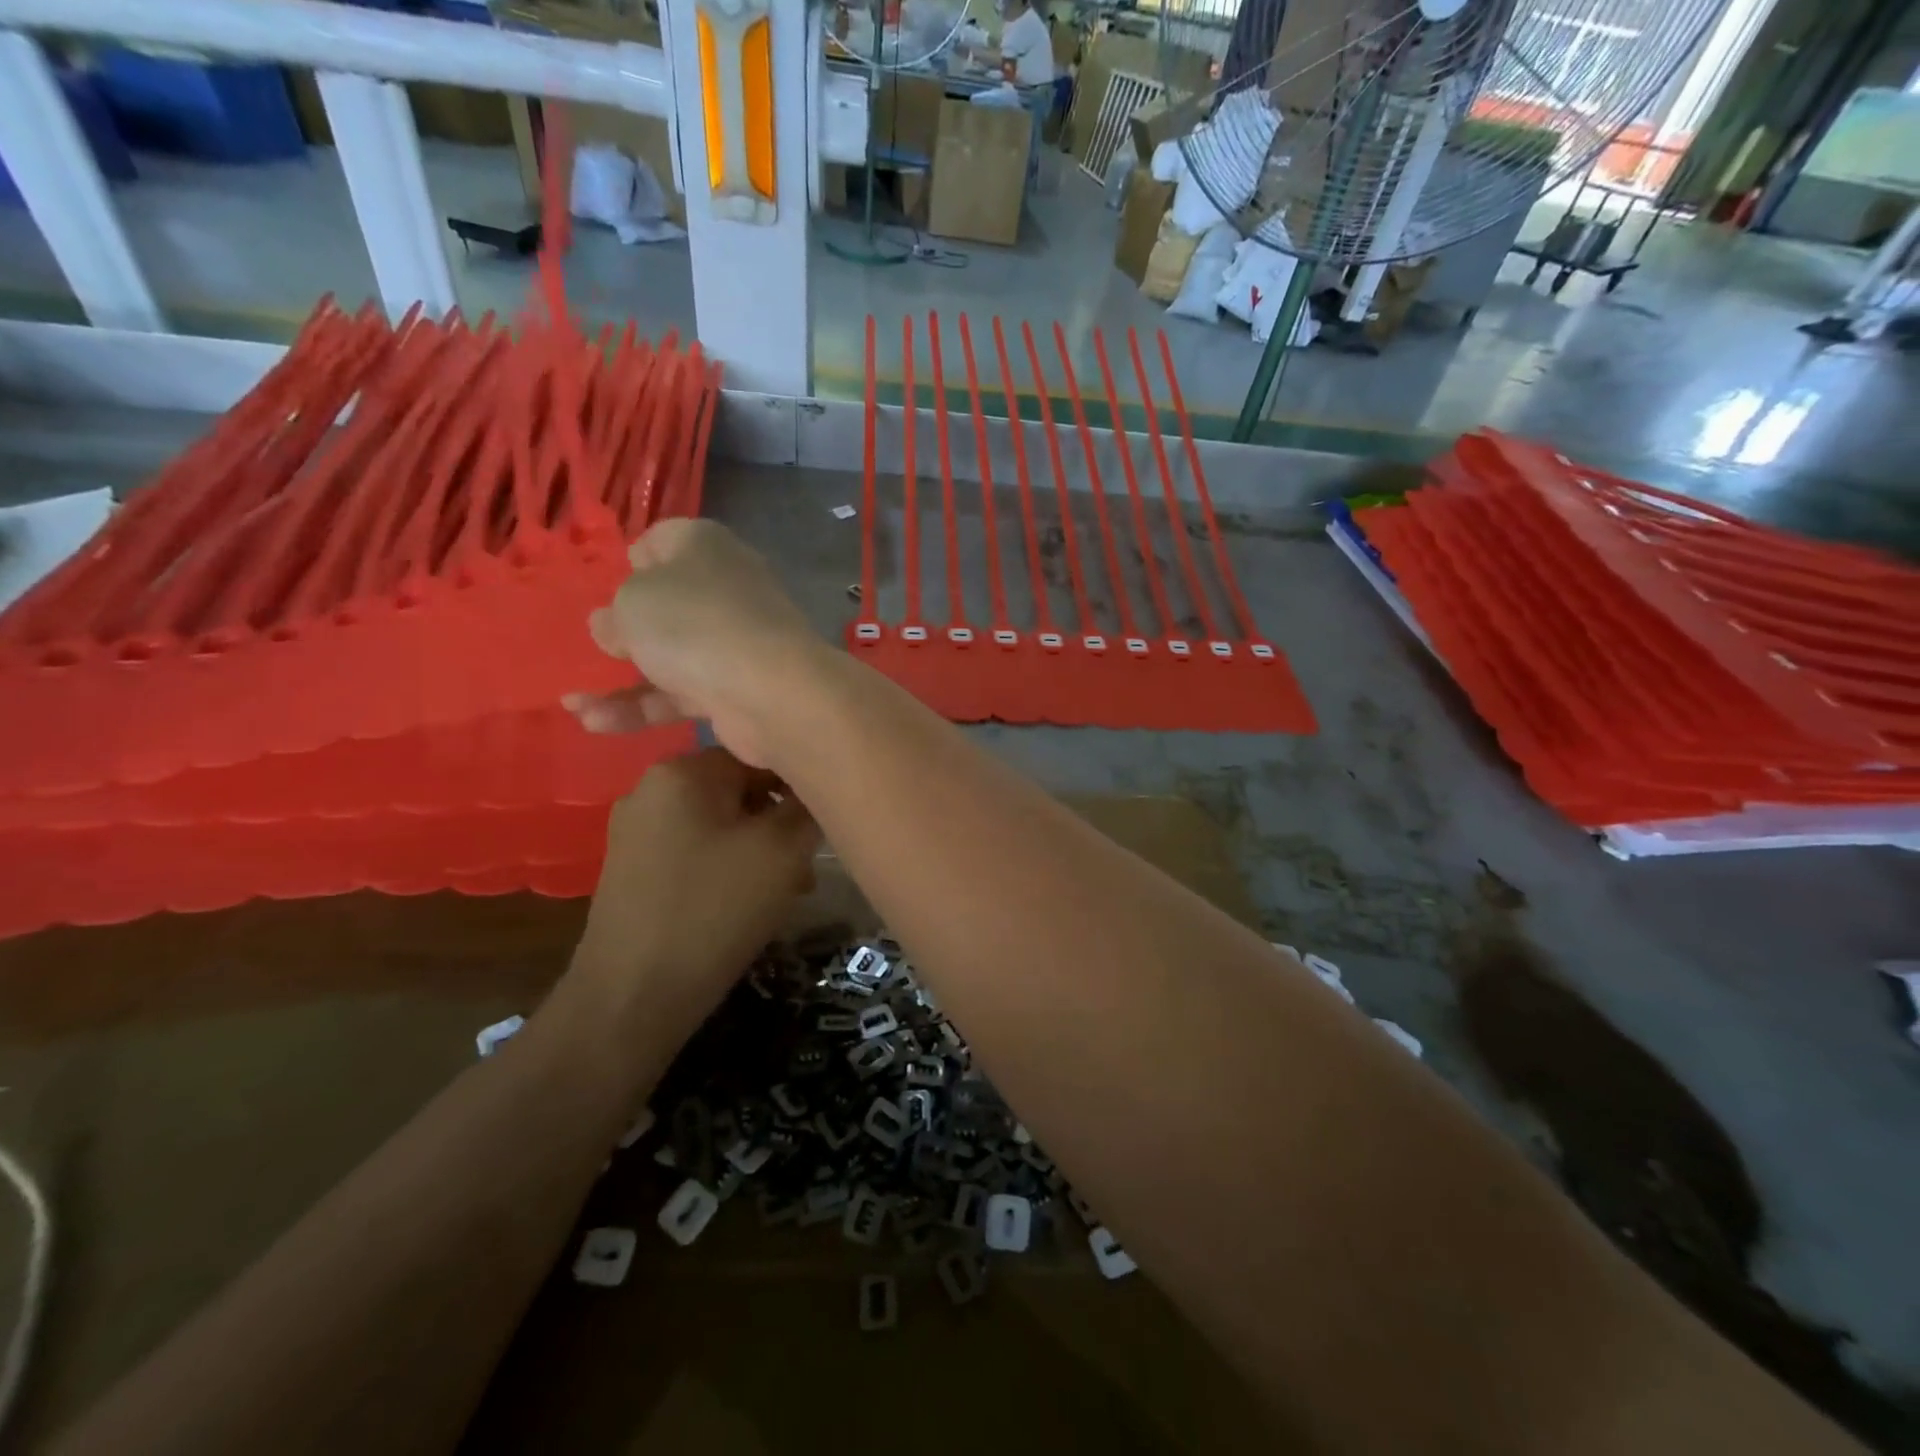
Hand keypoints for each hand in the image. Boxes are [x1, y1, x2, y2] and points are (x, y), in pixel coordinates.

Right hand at [563, 520, 821, 769]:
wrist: (771, 691)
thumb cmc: (693, 624)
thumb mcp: (633, 603)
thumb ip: (615, 613)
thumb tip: (612, 625)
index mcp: (705, 546)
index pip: (666, 540)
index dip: (636, 558)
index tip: (613, 582)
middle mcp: (726, 588)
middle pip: (671, 601)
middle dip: (630, 624)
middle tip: (597, 643)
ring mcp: (736, 641)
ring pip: (672, 654)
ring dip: (622, 679)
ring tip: (571, 702)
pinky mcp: (738, 689)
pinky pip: (682, 693)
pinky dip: (643, 707)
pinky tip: (594, 723)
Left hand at [570, 747, 819, 1023]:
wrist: (634, 996)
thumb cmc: (715, 909)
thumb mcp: (783, 850)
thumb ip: (808, 806)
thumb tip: (817, 787)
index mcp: (683, 770)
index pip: (760, 753)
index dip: (800, 784)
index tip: (823, 822)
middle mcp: (651, 789)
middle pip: (740, 789)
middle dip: (780, 822)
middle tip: (808, 864)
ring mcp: (636, 831)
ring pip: (721, 823)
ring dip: (760, 848)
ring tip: (788, 889)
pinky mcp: (633, 869)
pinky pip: (697, 850)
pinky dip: (730, 866)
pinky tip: (749, 902)